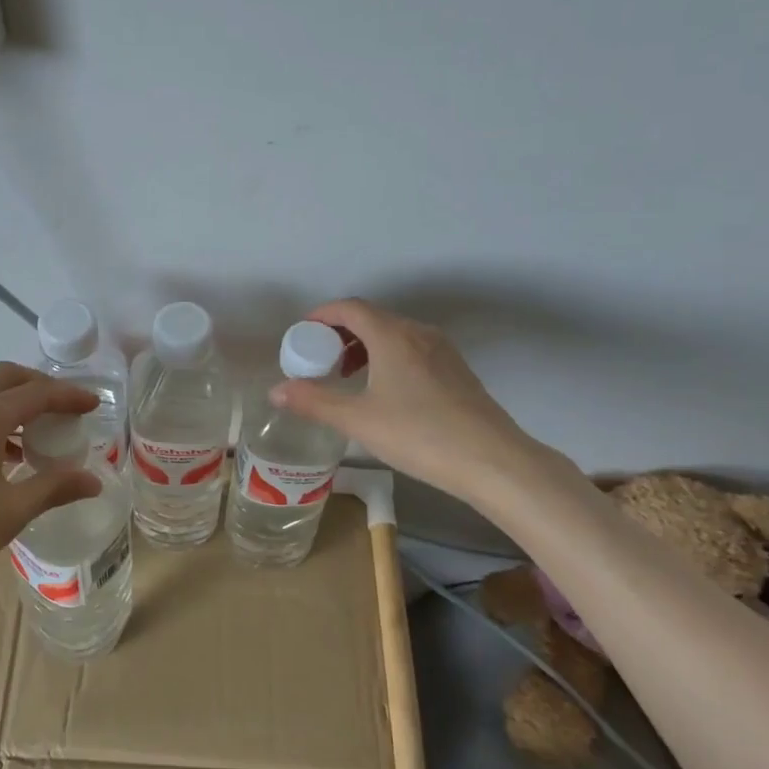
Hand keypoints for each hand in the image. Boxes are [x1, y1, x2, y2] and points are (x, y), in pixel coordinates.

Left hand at [0, 362, 101, 617]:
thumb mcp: (10, 512)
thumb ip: (54, 488)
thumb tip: (93, 480)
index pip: (35, 393)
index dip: (68, 395)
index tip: (94, 404)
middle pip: (5, 378)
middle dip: (39, 386)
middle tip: (66, 408)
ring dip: (14, 402)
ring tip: (39, 433)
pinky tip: (4, 457)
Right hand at [270, 298, 538, 498]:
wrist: (492, 461)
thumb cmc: (419, 434)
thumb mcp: (358, 420)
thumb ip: (314, 401)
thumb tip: (275, 391)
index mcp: (392, 335)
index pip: (350, 308)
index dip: (322, 315)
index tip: (302, 333)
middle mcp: (418, 333)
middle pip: (372, 318)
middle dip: (340, 333)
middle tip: (319, 359)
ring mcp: (442, 351)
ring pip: (394, 334)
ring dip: (365, 346)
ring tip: (347, 376)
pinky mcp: (457, 370)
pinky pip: (412, 350)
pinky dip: (388, 357)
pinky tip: (384, 392)